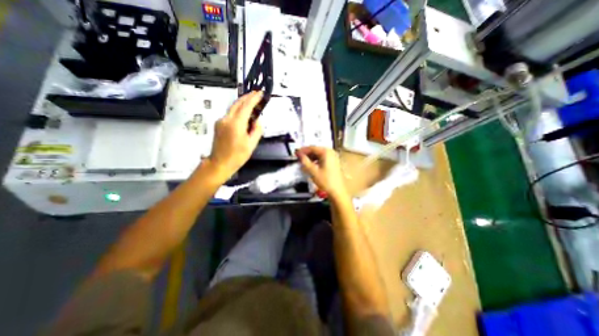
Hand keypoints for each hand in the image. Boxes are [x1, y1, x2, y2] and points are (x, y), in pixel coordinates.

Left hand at [209, 92, 261, 179]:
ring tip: (252, 102)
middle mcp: (226, 119)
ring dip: (242, 103)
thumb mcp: (251, 144)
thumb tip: (257, 121)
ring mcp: (221, 121)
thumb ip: (256, 130)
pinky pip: (230, 114)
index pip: (246, 106)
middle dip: (247, 97)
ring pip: (233, 108)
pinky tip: (243, 114)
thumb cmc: (237, 156)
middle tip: (256, 94)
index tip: (260, 93)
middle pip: (237, 103)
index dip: (254, 98)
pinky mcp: (218, 124)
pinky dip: (238, 111)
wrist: (219, 163)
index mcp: (236, 124)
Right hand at [296, 146, 349, 198]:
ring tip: (304, 162)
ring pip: (319, 154)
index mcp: (326, 152)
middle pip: (316, 150)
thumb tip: (299, 155)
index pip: (312, 147)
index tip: (296, 153)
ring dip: (311, 157)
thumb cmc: (326, 181)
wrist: (337, 191)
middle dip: (307, 154)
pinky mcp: (334, 162)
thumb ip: (305, 161)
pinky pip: (323, 158)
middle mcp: (331, 152)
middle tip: (299, 158)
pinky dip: (316, 160)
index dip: (303, 150)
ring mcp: (333, 157)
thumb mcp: (313, 171)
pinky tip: (312, 165)